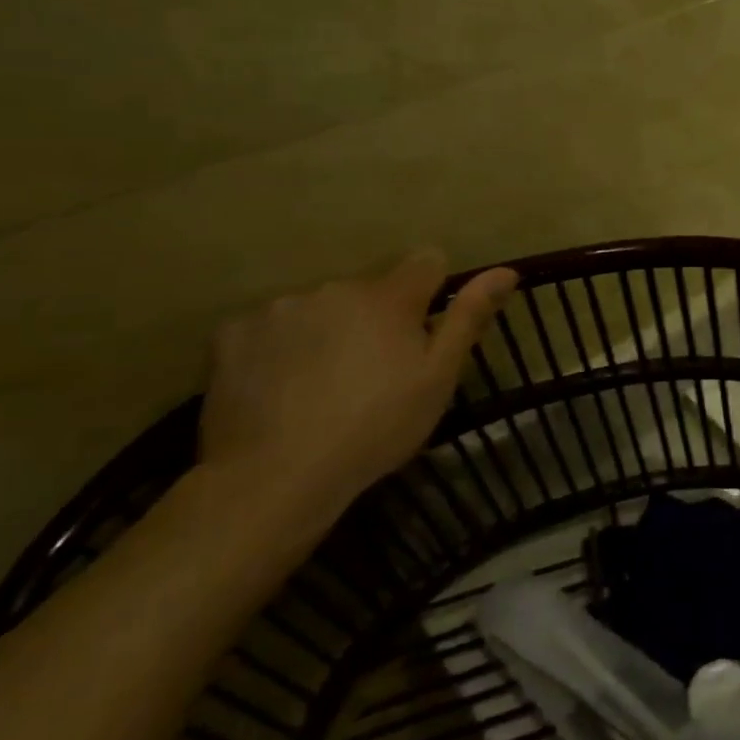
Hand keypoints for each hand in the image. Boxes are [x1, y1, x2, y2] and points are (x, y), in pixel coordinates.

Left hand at [198, 251, 518, 528]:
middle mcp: (334, 287)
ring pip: (321, 307)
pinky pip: (271, 327)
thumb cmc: (375, 428)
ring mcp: (279, 307)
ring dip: (329, 329)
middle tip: (373, 372)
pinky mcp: (233, 333)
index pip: (426, 261)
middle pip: (369, 289)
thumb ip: (469, 317)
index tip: (423, 330)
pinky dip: (281, 347)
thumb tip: (506, 270)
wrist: (274, 478)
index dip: (432, 291)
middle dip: (377, 317)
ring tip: (322, 384)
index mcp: (388, 297)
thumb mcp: (438, 378)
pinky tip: (280, 387)